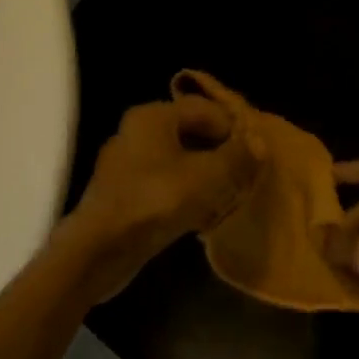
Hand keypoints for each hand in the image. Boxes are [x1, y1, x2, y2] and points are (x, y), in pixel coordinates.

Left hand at [60, 94, 257, 304]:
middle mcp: (136, 132)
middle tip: (246, 177)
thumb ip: (237, 157)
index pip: (205, 109)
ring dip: (206, 177)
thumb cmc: (156, 201)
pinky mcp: (123, 193)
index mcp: (153, 116)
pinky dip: (186, 195)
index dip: (234, 129)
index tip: (256, 155)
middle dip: (221, 154)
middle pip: (191, 134)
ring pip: (178, 162)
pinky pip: (164, 185)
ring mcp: (126, 164)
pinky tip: (203, 217)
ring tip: (230, 198)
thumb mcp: (208, 177)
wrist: (100, 249)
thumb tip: (258, 142)